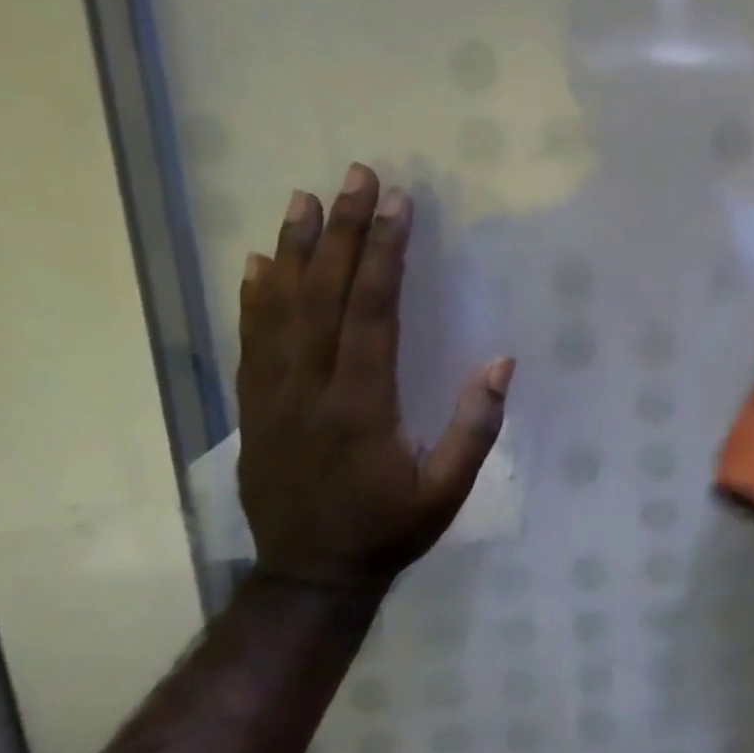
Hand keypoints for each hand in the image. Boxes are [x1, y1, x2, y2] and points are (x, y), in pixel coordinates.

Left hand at [236, 163, 513, 594]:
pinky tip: (259, 262)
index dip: (385, 254)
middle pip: (324, 295)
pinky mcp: (254, 407)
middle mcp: (311, 388)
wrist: (309, 577)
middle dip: (343, 231)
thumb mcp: (447, 491)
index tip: (397, 203)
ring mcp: (273, 396)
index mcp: (361, 404)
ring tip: (304, 198)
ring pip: (280, 308)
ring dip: (295, 249)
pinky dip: (255, 296)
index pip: (372, 312)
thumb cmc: (389, 529)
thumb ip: (475, 428)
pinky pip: (251, 340)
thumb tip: (502, 362)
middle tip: (354, 175)